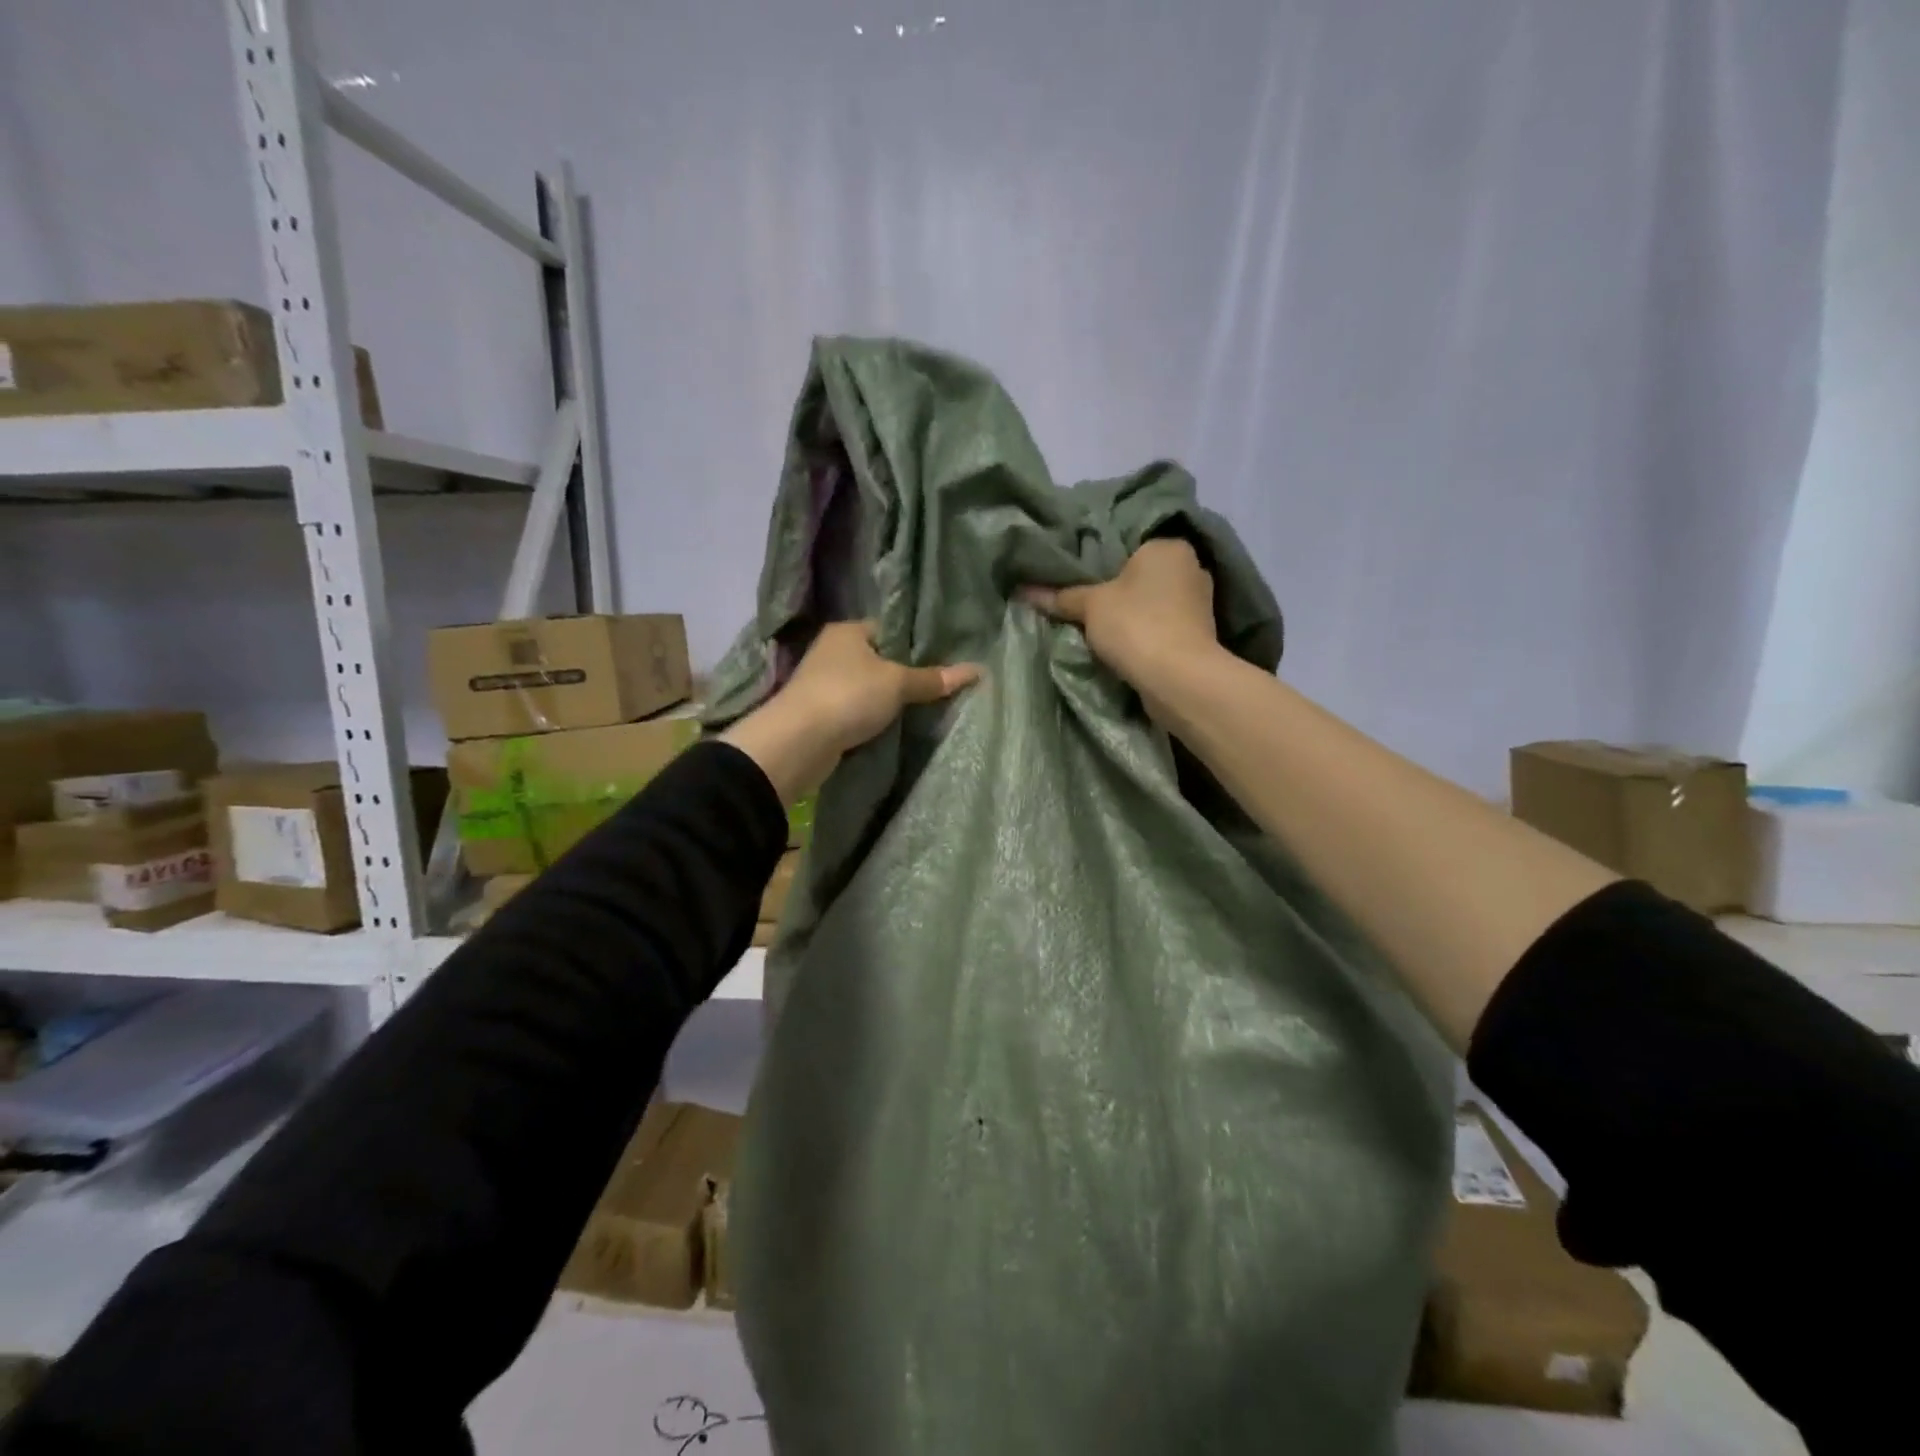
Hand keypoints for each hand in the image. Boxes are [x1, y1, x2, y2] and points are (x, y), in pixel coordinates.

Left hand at [720, 622, 980, 802]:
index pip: (889, 629)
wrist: (799, 742)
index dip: (916, 643)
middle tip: (940, 686)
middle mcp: (832, 651)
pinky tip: (896, 727)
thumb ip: (933, 679)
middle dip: (905, 674)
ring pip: (868, 688)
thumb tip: (977, 670)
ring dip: (888, 700)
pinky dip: (873, 719)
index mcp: (848, 631)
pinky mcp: (822, 714)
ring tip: (924, 708)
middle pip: (879, 660)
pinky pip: (857, 711)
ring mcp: (824, 683)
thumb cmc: (849, 696)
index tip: (943, 658)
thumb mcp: (897, 683)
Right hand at [1021, 540, 1219, 692]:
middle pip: (1142, 577)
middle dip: (1119, 592)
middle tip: (1085, 606)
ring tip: (1101, 630)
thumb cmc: (1136, 625)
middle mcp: (1191, 568)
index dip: (1102, 564)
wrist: (1178, 678)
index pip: (1129, 546)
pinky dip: (1146, 635)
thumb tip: (1023, 591)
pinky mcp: (1201, 636)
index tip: (1079, 581)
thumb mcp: (1090, 606)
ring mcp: (1200, 604)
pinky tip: (1125, 647)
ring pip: (1154, 604)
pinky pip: (1164, 627)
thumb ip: (1061, 597)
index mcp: (1168, 547)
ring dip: (1133, 616)